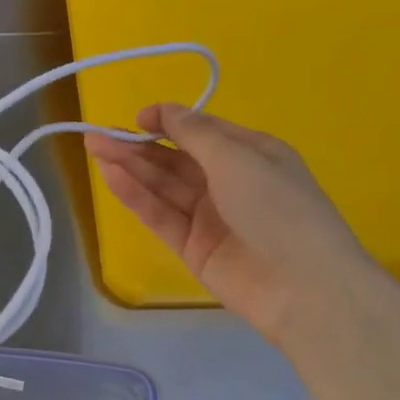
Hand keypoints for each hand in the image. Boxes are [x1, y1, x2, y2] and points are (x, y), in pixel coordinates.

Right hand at [85, 104, 384, 346]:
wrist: (304, 288)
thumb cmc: (278, 208)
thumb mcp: (238, 158)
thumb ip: (195, 134)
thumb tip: (165, 110)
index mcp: (252, 155)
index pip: (202, 132)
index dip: (169, 122)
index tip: (137, 118)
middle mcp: (230, 182)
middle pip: (175, 159)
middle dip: (138, 145)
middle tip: (97, 136)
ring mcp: (210, 217)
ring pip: (163, 186)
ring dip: (130, 167)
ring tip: (94, 149)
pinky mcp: (193, 248)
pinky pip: (161, 216)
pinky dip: (137, 197)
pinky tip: (112, 178)